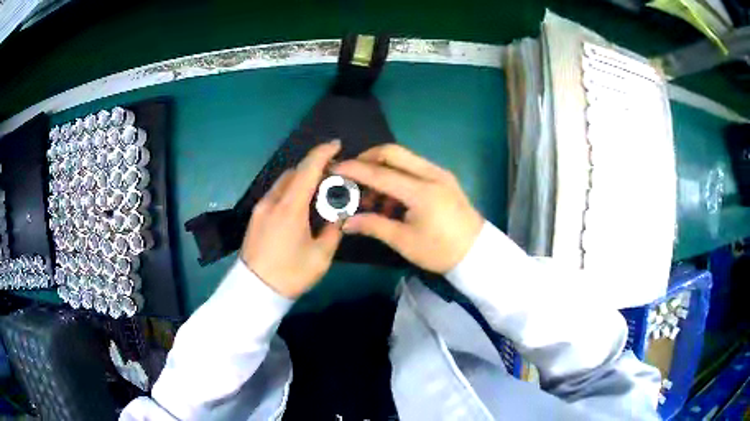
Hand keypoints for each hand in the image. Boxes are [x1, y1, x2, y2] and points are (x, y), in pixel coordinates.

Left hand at [241, 140, 342, 297]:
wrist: (254, 291)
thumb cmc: (290, 274)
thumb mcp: (321, 256)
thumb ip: (333, 230)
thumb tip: (338, 216)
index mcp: (290, 207)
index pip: (307, 169)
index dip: (323, 153)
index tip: (336, 144)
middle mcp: (272, 201)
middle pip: (294, 172)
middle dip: (313, 168)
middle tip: (331, 177)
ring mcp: (260, 208)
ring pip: (283, 183)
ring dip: (300, 180)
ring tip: (316, 193)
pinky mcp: (255, 217)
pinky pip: (275, 194)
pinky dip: (289, 191)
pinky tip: (298, 208)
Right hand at [334, 144, 483, 273]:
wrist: (476, 252)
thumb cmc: (440, 251)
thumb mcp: (404, 242)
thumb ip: (374, 226)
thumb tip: (346, 222)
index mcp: (421, 191)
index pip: (380, 173)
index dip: (354, 170)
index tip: (334, 169)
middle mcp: (431, 174)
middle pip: (392, 152)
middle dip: (367, 158)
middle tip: (352, 175)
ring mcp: (439, 173)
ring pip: (403, 158)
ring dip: (382, 169)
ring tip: (371, 196)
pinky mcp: (443, 177)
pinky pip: (414, 167)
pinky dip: (397, 175)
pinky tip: (391, 199)